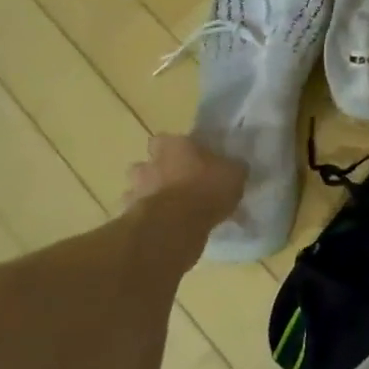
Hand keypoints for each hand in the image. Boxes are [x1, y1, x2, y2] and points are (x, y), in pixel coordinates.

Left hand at [123, 135, 245, 223]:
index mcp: (173, 145)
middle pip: (148, 163)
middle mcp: (150, 163)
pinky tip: (167, 229)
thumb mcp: (234, 174)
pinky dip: (150, 220)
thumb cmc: (206, 188)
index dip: (178, 149)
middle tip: (179, 184)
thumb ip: (232, 168)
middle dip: (158, 172)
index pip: (167, 139)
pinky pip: (141, 216)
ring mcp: (137, 190)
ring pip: (140, 189)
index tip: (191, 159)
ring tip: (172, 209)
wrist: (176, 225)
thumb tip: (236, 167)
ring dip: (152, 196)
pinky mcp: (132, 217)